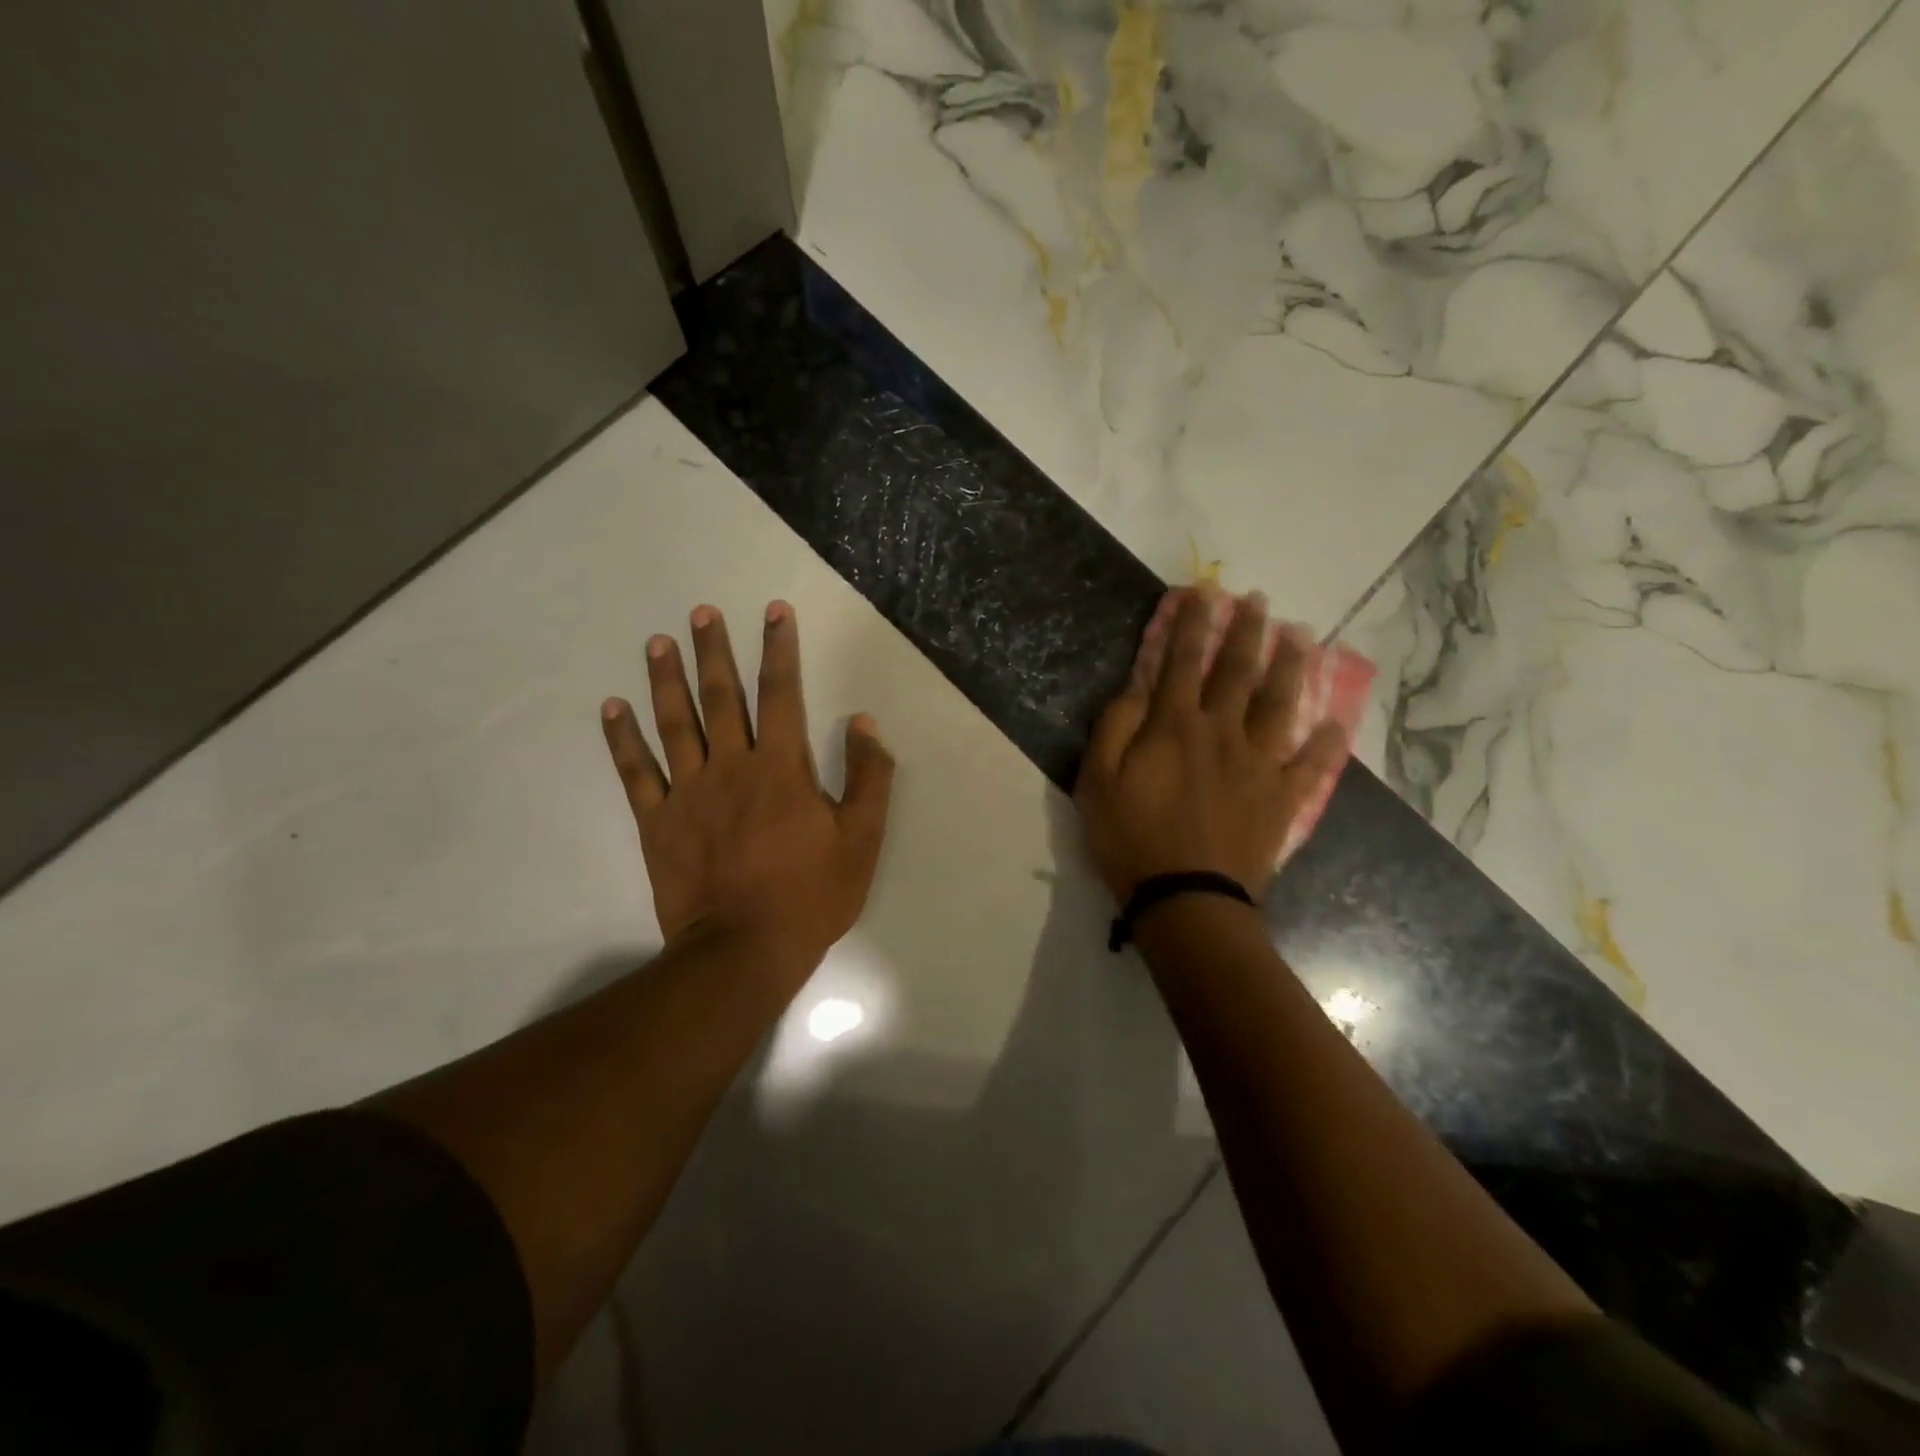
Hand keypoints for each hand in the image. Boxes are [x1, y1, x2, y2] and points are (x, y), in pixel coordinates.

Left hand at [600, 601, 894, 970]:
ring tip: (659, 642)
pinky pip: (636, 772)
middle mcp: (732, 767)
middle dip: (714, 651)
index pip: (782, 694)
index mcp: (782, 768)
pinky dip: (622, 739)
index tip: (774, 612)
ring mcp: (689, 793)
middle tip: (701, 612)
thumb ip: (867, 778)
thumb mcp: (861, 840)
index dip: (780, 649)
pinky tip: (613, 708)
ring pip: (675, 723)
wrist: (744, 950)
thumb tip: (864, 724)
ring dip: (666, 680)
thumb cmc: (809, 896)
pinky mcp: (658, 822)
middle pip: (721, 697)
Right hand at [1074, 585, 1346, 903]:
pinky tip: (1337, 722)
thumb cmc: (1130, 840)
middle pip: (1238, 672)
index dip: (1192, 624)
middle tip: (1258, 601)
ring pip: (1280, 704)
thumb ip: (1114, 727)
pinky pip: (1311, 765)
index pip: (1182, 661)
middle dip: (1246, 631)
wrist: (1185, 900)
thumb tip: (1136, 687)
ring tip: (1299, 637)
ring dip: (1290, 667)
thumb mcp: (1096, 782)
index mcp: (1173, 727)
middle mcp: (1222, 733)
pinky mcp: (1282, 798)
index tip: (1204, 592)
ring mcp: (1259, 764)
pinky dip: (1327, 743)